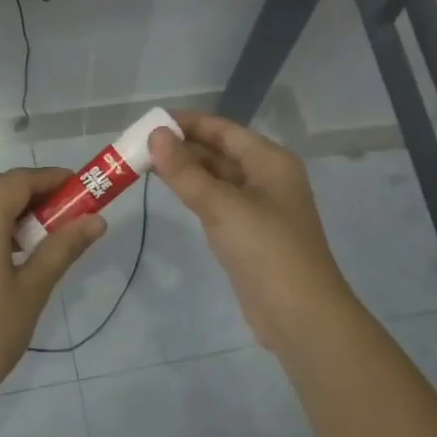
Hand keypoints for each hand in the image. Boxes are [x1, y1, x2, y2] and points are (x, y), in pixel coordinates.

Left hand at [0, 168, 104, 414]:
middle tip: (64, 209)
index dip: (50, 178)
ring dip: (10, 204)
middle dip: (31, 189)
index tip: (79, 187)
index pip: (17, 181)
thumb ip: (63, 248)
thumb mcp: (33, 290)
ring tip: (43, 230)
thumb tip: (96, 220)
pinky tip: (13, 248)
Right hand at [149, 112, 357, 351]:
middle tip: (138, 146)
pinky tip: (171, 193)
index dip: (188, 123)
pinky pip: (217, 203)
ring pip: (216, 178)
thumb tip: (155, 135)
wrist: (298, 314)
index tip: (149, 122)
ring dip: (185, 171)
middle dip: (182, 147)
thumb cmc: (265, 249)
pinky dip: (194, 194)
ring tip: (144, 165)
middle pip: (220, 152)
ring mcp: (258, 207)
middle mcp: (266, 178)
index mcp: (270, 161)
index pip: (224, 130)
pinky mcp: (247, 234)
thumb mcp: (222, 205)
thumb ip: (185, 171)